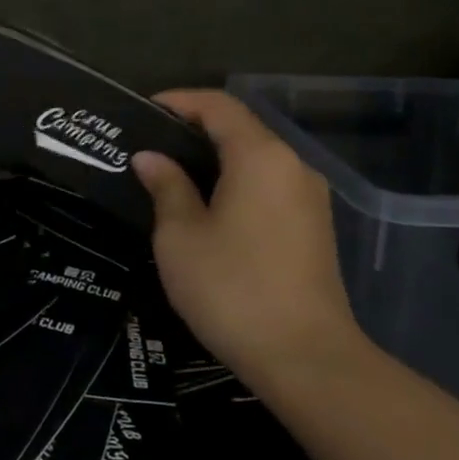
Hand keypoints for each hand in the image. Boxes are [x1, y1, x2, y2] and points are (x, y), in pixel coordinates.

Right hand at [132, 90, 364, 391]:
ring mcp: (309, 198)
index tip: (143, 111)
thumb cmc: (232, 288)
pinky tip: (208, 206)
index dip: (179, 100)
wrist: (307, 359)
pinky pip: (269, 185)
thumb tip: (151, 158)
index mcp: (260, 156)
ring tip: (172, 174)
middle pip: (241, 128)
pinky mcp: (314, 227)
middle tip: (150, 145)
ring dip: (215, 157)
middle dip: (194, 129)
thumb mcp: (181, 236)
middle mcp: (292, 166)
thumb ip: (166, 187)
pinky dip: (236, 181)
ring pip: (256, 158)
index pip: (218, 105)